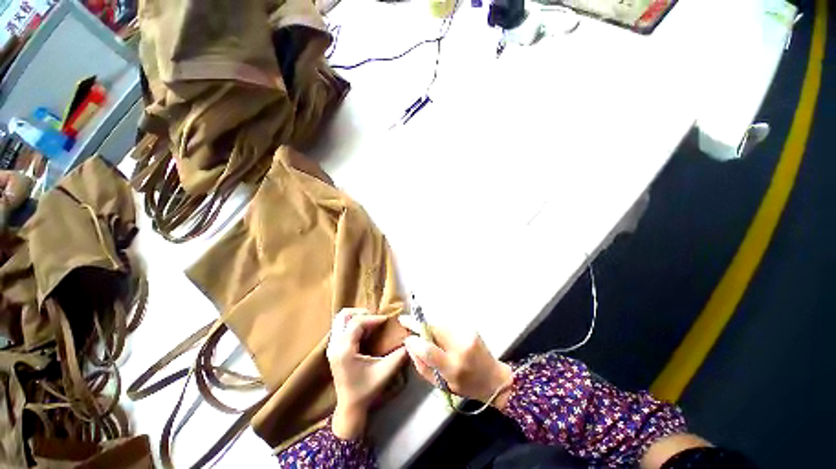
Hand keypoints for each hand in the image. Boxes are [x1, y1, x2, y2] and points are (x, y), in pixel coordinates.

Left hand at [327, 308, 406, 439]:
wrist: (349, 407)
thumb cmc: (367, 390)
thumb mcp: (385, 372)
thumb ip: (399, 355)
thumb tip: (410, 340)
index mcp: (345, 350)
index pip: (357, 323)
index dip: (373, 318)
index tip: (386, 320)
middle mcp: (335, 345)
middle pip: (344, 316)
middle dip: (361, 313)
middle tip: (376, 318)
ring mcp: (331, 346)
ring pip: (340, 319)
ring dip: (356, 317)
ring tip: (371, 323)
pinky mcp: (333, 348)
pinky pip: (341, 326)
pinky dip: (353, 323)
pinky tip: (364, 331)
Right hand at [402, 321, 512, 409]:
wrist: (494, 378)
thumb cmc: (466, 386)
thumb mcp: (441, 385)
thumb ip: (423, 367)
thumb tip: (410, 345)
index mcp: (453, 367)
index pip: (429, 350)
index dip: (415, 341)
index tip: (406, 337)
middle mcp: (461, 347)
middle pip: (433, 329)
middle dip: (417, 323)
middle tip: (404, 320)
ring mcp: (467, 334)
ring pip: (439, 324)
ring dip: (429, 327)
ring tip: (423, 331)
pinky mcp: (470, 327)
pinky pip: (447, 325)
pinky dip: (439, 328)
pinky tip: (440, 335)